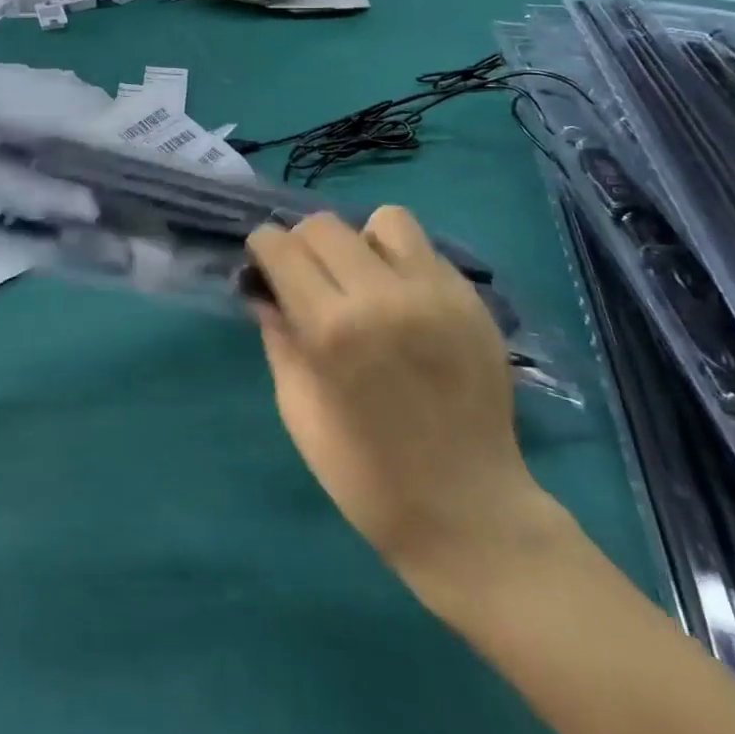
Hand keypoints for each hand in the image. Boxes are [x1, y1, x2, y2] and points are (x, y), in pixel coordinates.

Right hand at [246, 208, 549, 581]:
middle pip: (324, 224)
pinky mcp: (471, 300)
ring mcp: (436, 293)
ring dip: (359, 242)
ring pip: (382, 220)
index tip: (264, 268)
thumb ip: (278, 337)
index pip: (280, 246)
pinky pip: (425, 249)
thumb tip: (262, 291)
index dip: (263, 250)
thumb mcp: (297, 410)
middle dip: (302, 244)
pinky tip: (402, 301)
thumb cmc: (365, 475)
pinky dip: (401, 261)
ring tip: (362, 281)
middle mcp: (383, 295)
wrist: (469, 514)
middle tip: (307, 280)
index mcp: (332, 328)